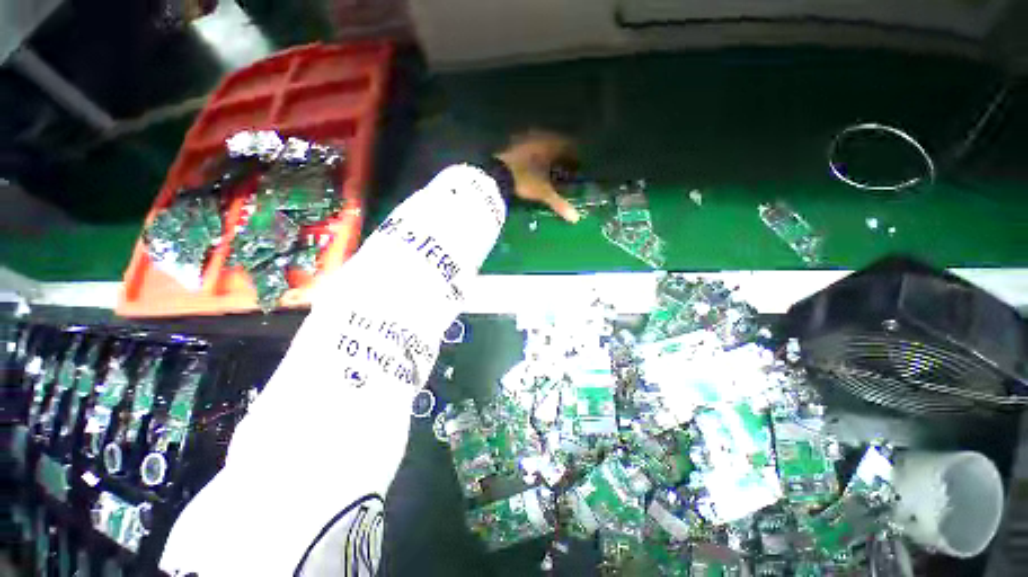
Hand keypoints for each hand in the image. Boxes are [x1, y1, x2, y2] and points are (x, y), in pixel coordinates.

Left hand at [496, 130, 580, 222]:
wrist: (497, 174)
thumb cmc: (525, 180)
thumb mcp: (543, 193)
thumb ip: (559, 203)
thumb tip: (576, 219)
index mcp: (551, 145)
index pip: (569, 147)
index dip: (574, 157)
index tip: (577, 167)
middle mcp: (539, 138)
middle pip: (555, 144)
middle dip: (561, 155)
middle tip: (564, 168)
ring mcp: (524, 140)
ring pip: (541, 145)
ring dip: (547, 155)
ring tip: (549, 168)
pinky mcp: (512, 145)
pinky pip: (529, 148)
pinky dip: (534, 156)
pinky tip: (532, 167)